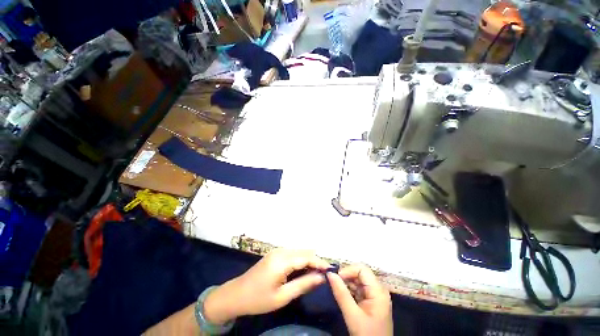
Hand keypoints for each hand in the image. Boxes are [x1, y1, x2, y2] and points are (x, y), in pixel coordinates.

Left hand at [204, 249, 329, 323]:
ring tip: (318, 270)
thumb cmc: (259, 299)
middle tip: (326, 272)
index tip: (331, 269)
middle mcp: (280, 251)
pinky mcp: (274, 254)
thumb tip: (321, 278)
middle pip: (303, 252)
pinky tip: (304, 268)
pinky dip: (300, 259)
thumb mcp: (282, 296)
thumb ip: (303, 284)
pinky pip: (292, 253)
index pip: (306, 257)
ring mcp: (277, 251)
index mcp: (282, 261)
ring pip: (298, 251)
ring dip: (308, 259)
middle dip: (315, 260)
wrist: (236, 295)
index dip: (320, 262)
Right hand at [328, 265, 392, 335]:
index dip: (348, 270)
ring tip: (335, 288)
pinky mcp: (371, 301)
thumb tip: (330, 273)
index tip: (335, 278)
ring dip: (346, 283)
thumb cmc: (367, 334)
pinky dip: (349, 290)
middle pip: (360, 273)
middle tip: (333, 283)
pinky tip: (342, 295)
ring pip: (358, 280)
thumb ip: (341, 293)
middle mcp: (378, 289)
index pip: (362, 269)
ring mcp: (375, 295)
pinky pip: (359, 289)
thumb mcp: (353, 315)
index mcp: (378, 290)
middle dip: (346, 276)